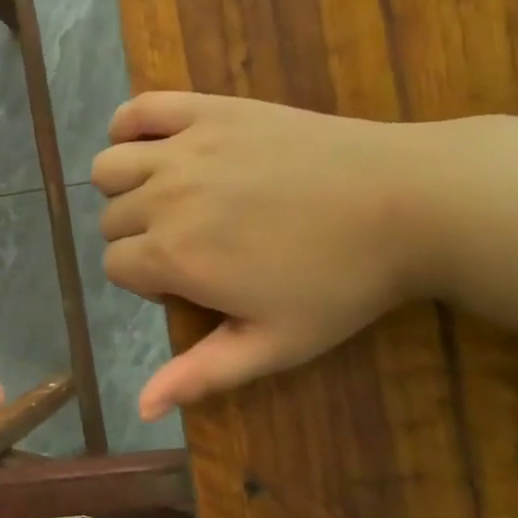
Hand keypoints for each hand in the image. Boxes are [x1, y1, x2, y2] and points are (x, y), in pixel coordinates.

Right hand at [92, 93, 432, 420]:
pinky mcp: (210, 110)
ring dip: (125, 188)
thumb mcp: (274, 344)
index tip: (192, 285)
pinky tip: (151, 146)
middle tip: (194, 246)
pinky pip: (139, 109)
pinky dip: (129, 126)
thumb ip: (201, 374)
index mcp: (174, 255)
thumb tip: (141, 408)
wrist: (409, 202)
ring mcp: (185, 148)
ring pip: (109, 167)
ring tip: (168, 198)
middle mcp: (165, 197)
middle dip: (139, 239)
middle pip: (111, 220)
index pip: (115, 267)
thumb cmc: (342, 282)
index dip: (146, 283)